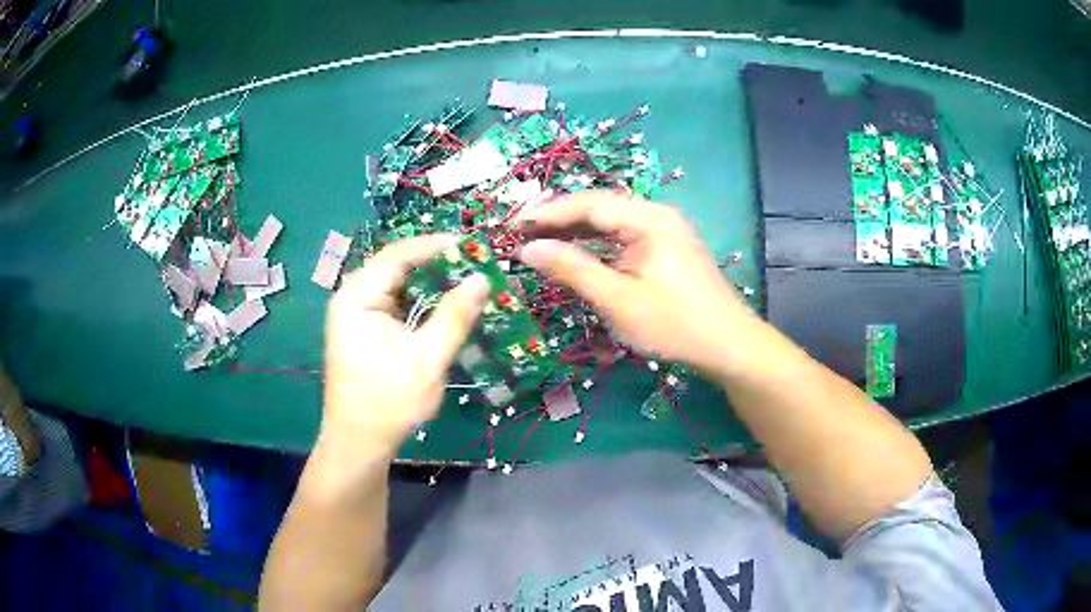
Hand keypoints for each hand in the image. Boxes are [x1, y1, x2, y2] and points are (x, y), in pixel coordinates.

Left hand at [321, 234, 489, 461]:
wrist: (359, 444)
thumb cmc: (387, 403)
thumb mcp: (426, 360)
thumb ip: (454, 317)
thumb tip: (481, 279)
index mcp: (357, 298)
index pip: (397, 255)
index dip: (435, 246)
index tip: (473, 245)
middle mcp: (353, 298)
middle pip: (398, 268)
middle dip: (437, 265)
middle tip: (476, 266)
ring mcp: (359, 315)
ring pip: (400, 286)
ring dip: (433, 285)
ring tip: (469, 283)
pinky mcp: (367, 331)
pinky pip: (399, 306)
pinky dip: (424, 305)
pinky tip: (448, 309)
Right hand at [517, 192, 759, 378]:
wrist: (729, 345)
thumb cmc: (673, 323)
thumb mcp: (617, 299)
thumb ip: (572, 269)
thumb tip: (528, 249)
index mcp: (648, 219)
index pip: (588, 204)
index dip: (548, 213)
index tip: (513, 224)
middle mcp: (657, 215)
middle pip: (600, 208)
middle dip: (559, 220)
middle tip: (521, 233)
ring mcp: (666, 231)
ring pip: (612, 224)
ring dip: (577, 233)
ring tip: (541, 243)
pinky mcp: (669, 249)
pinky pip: (625, 238)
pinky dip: (599, 246)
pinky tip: (579, 256)